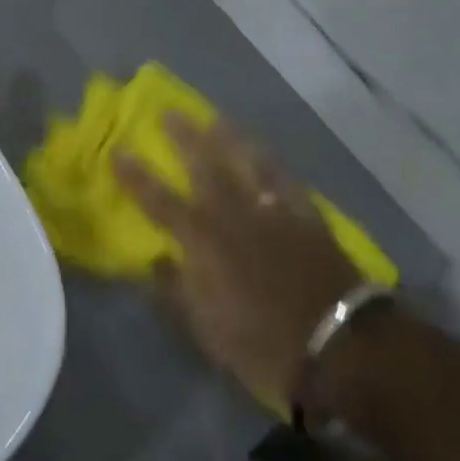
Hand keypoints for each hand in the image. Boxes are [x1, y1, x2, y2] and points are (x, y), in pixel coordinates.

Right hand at [116, 117, 359, 412]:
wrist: (341, 348)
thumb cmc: (263, 345)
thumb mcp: (206, 329)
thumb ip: (175, 290)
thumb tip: (155, 260)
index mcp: (202, 241)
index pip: (158, 201)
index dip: (135, 176)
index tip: (118, 150)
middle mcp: (234, 215)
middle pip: (204, 166)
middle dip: (184, 138)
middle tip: (170, 111)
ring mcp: (273, 212)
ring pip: (247, 162)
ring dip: (229, 138)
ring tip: (214, 118)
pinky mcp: (307, 218)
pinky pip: (286, 180)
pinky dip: (272, 163)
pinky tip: (265, 152)